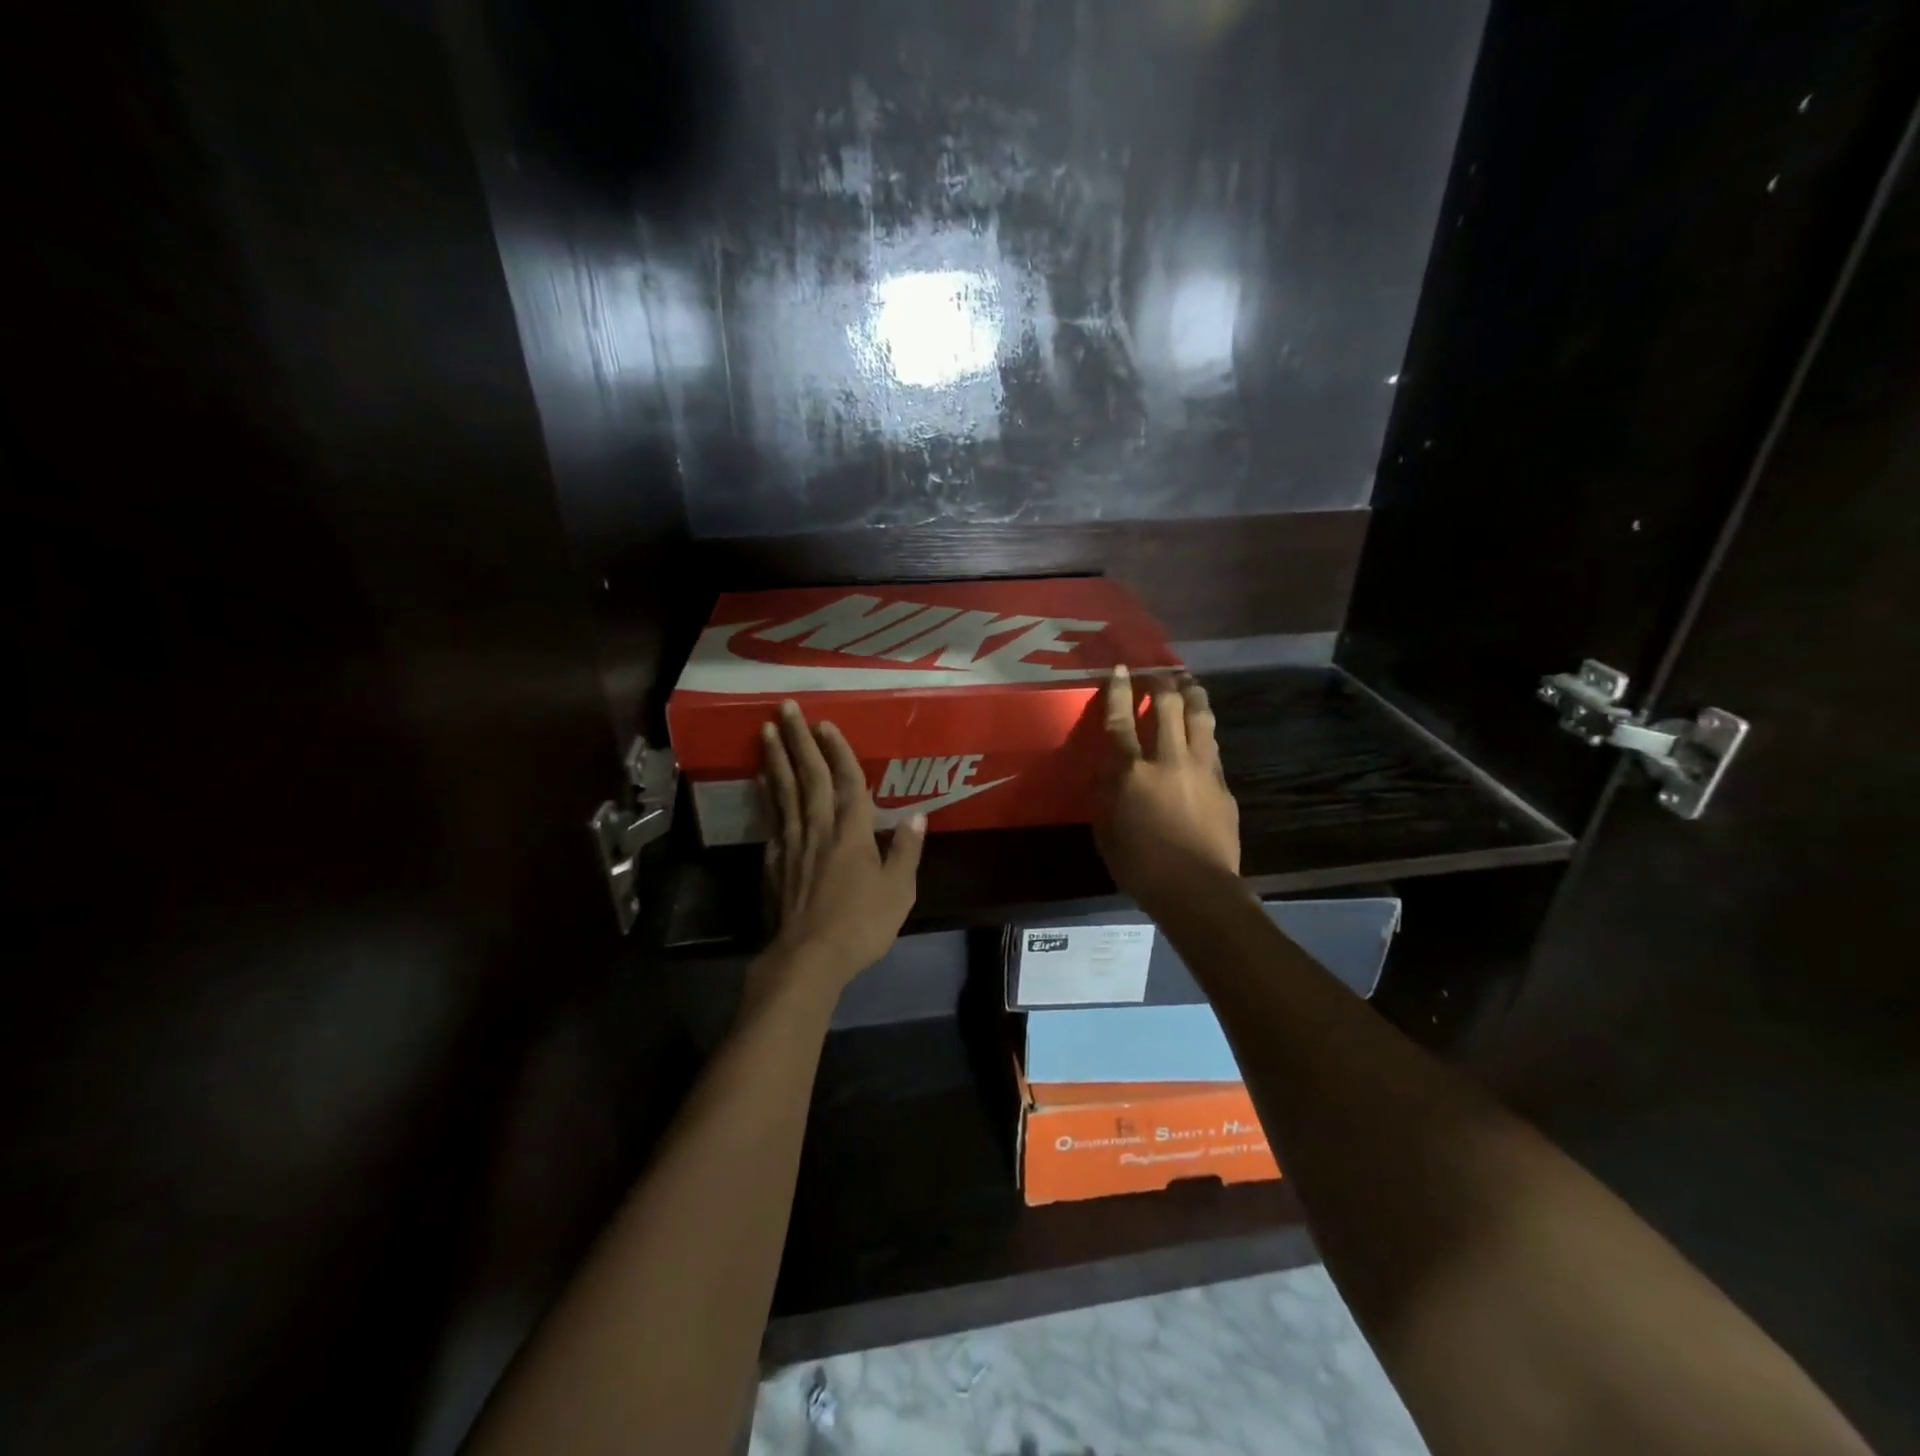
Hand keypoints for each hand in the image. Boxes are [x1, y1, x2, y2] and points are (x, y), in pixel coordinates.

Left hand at [757, 700, 925, 990]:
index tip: (825, 722)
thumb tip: (920, 816)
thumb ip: (908, 851)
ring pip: (784, 791)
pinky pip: (771, 818)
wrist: (808, 957)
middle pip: (809, 776)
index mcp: (853, 832)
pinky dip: (766, 796)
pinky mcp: (775, 861)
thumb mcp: (899, 890)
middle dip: (799, 740)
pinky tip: (761, 782)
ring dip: (775, 759)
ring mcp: (793, 843)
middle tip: (784, 707)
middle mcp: (820, 828)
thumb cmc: (861, 924)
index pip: (847, 780)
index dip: (838, 750)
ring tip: (766, 731)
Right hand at [1094, 666, 1241, 911]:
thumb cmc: (1141, 867)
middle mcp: (1168, 759)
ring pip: (1200, 716)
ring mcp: (1201, 768)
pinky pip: (1212, 746)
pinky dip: (1204, 731)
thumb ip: (1105, 796)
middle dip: (1162, 682)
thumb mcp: (1106, 833)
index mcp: (1132, 772)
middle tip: (1157, 674)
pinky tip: (1202, 732)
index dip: (1119, 690)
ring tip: (1188, 684)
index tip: (1120, 669)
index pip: (1121, 720)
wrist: (1198, 890)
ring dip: (1193, 694)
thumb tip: (1105, 772)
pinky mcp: (1223, 783)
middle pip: (1169, 705)